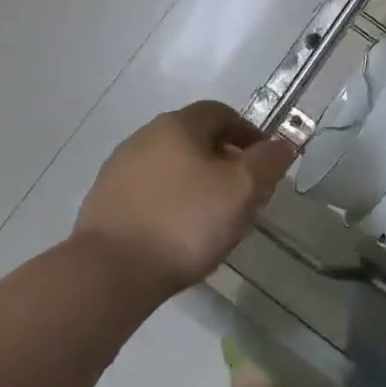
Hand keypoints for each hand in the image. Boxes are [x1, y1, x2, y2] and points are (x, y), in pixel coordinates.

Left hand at [74, 101, 293, 298]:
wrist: (109, 273)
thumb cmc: (185, 222)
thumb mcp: (242, 189)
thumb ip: (268, 161)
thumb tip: (282, 143)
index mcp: (179, 124)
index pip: (222, 113)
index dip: (248, 134)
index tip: (263, 164)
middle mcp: (145, 135)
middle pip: (194, 138)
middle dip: (222, 160)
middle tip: (241, 194)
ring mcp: (118, 168)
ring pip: (170, 166)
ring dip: (193, 182)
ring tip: (210, 219)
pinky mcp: (103, 202)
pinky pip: (148, 192)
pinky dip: (168, 203)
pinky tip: (175, 234)